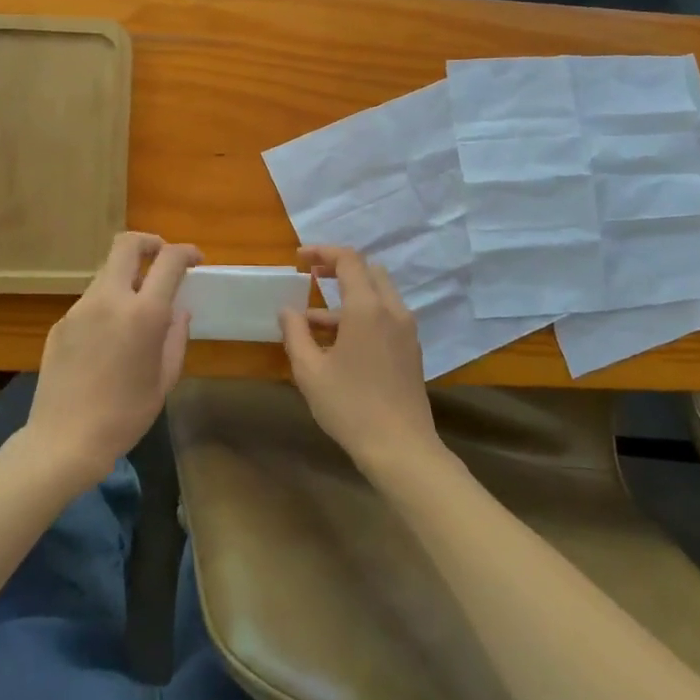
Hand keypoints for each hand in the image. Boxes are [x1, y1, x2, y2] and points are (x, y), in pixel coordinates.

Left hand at [26, 232, 201, 484]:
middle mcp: (109, 300)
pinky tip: (110, 338)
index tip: (196, 260)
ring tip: (138, 309)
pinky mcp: (61, 323)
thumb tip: (178, 311)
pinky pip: (90, 301)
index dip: (186, 252)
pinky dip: (107, 304)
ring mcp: (80, 309)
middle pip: (126, 244)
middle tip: (162, 257)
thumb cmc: (125, 415)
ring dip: (127, 278)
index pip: (168, 261)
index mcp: (143, 314)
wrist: (64, 440)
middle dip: (149, 242)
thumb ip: (175, 337)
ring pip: (107, 273)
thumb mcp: (164, 379)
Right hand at [279, 246, 441, 474]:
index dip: (323, 252)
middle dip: (339, 268)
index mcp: (367, 308)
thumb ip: (295, 334)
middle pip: (369, 271)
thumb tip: (287, 310)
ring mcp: (406, 330)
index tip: (300, 258)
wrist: (401, 447)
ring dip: (349, 296)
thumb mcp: (310, 371)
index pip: (349, 260)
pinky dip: (363, 314)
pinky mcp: (411, 349)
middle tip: (311, 278)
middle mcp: (392, 310)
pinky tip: (338, 343)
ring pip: (378, 295)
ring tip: (313, 321)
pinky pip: (386, 316)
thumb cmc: (350, 406)